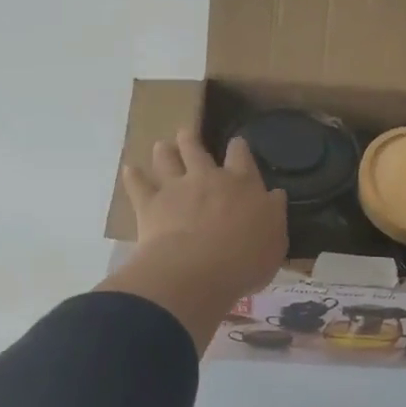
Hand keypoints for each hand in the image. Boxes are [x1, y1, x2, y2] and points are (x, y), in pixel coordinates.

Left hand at [98, 130, 286, 352]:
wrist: (197, 271)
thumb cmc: (245, 260)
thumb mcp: (275, 240)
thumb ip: (273, 214)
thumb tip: (275, 195)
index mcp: (242, 184)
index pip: (241, 155)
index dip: (238, 147)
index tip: (236, 143)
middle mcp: (207, 178)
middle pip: (196, 149)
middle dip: (192, 140)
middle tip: (187, 135)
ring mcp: (176, 188)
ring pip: (166, 159)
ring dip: (164, 151)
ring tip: (162, 146)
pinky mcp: (150, 205)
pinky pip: (138, 185)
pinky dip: (133, 177)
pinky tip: (130, 171)